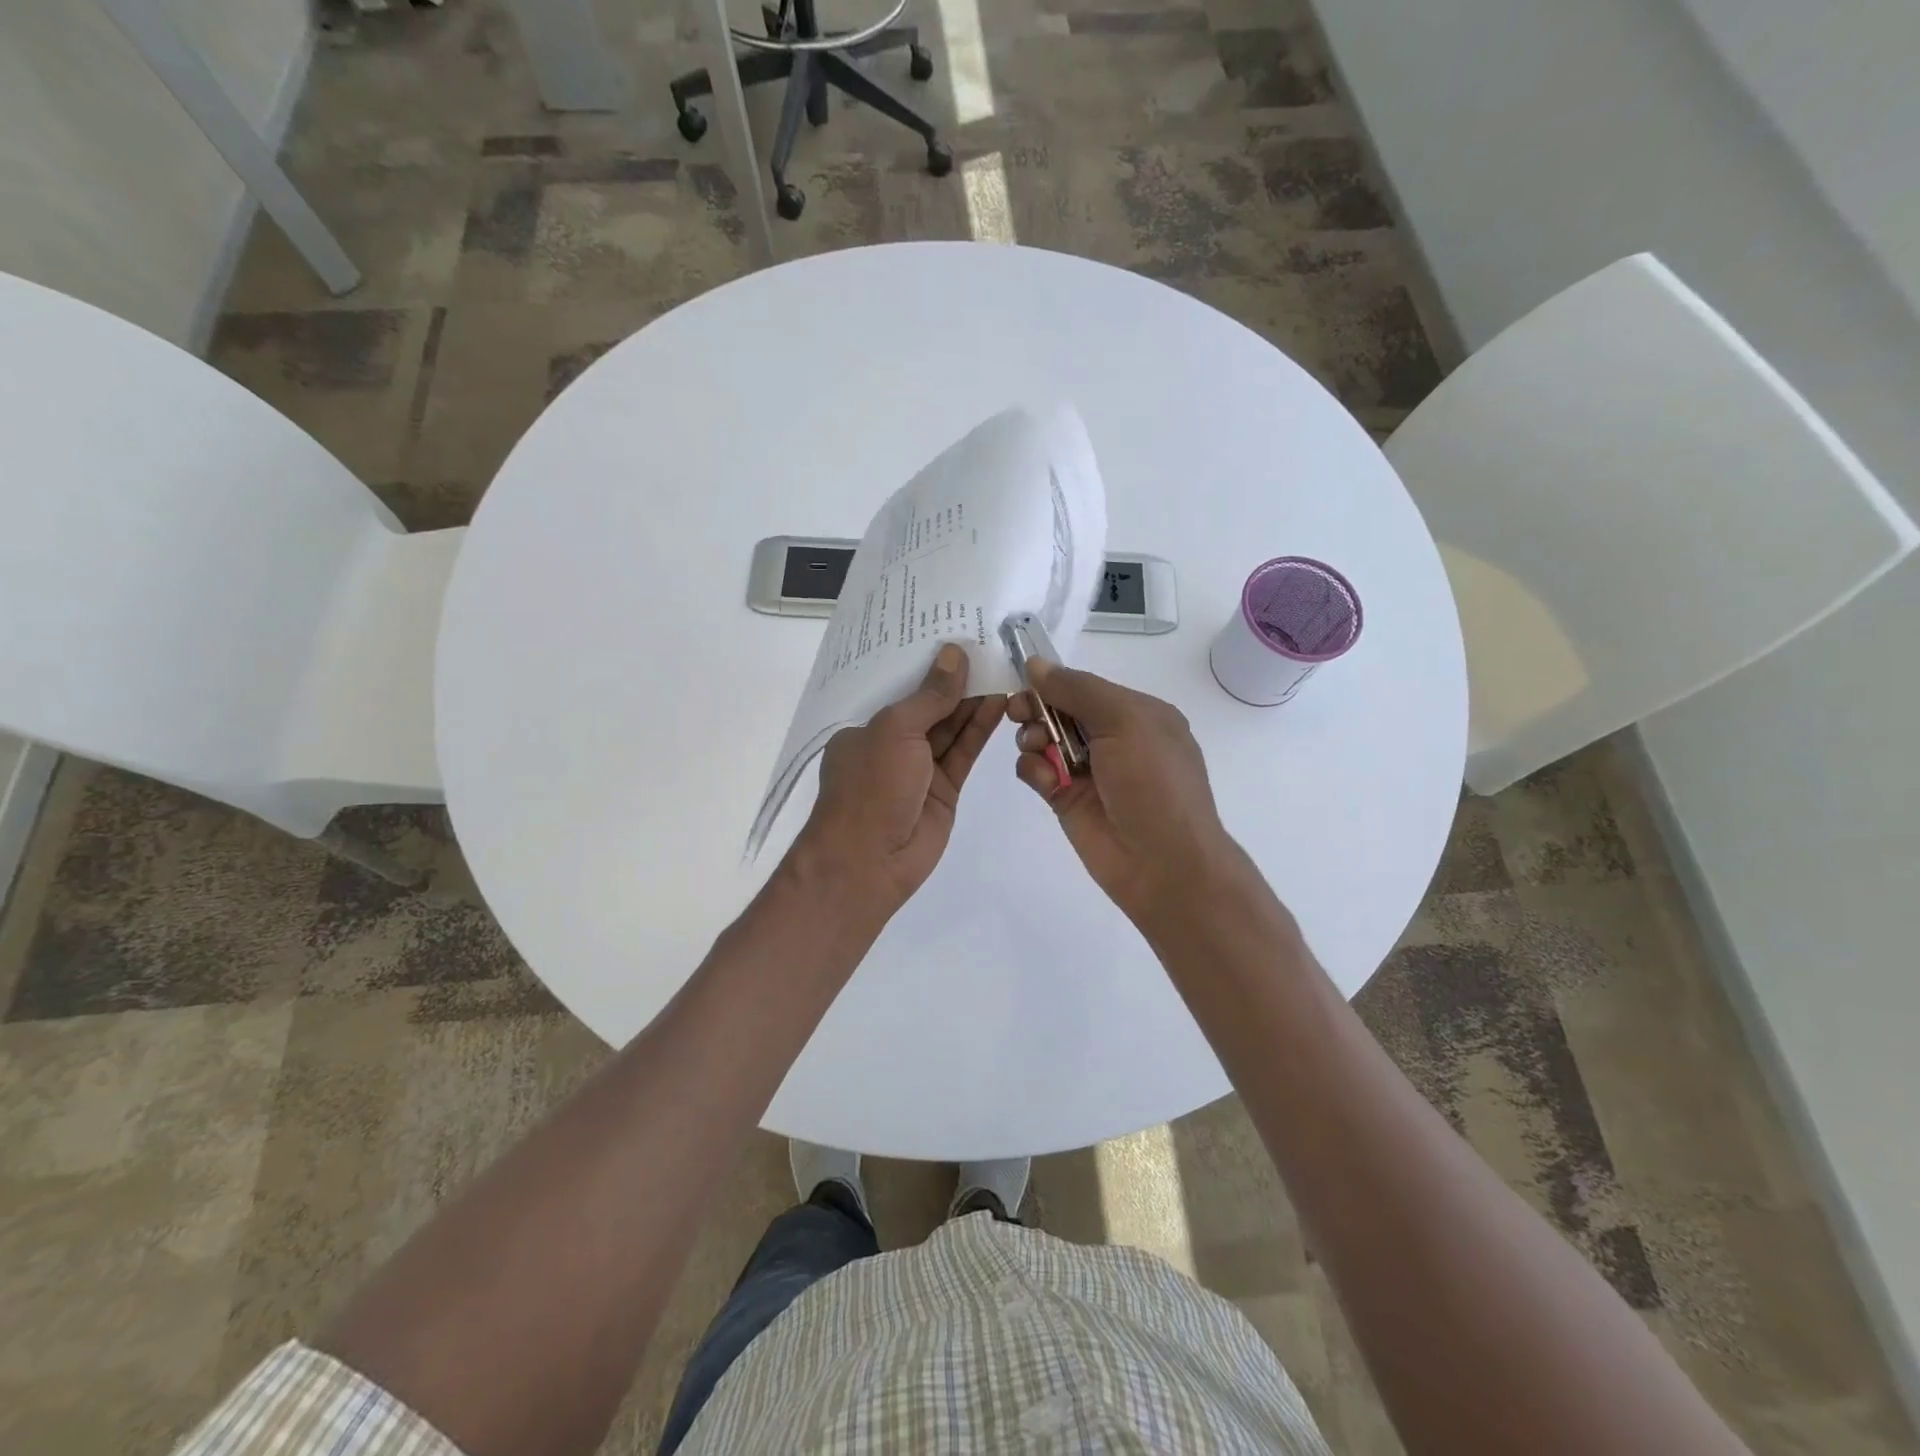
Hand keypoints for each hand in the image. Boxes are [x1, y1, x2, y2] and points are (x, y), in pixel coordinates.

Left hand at [792, 644, 1005, 919]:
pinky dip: (981, 728)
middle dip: (955, 678)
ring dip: (974, 700)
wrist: (869, 863)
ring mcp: (919, 766)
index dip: (924, 660)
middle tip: (989, 643)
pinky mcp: (945, 787)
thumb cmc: (870, 787)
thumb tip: (955, 654)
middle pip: (928, 703)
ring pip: (951, 726)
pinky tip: (1001, 701)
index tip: (952, 630)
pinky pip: (964, 751)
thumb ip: (930, 695)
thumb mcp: (895, 730)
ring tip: (1003, 666)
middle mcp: (891, 742)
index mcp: (865, 724)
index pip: (897, 684)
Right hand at [1009, 660, 1246, 931]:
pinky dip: (1032, 769)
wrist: (1163, 863)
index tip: (1023, 678)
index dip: (1053, 681)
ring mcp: (1087, 770)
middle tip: (1017, 712)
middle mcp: (1112, 739)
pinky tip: (1044, 780)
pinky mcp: (1066, 799)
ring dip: (1032, 737)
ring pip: (1043, 739)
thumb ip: (1078, 690)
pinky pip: (1036, 772)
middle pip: (1059, 710)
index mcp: (1137, 714)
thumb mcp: (1125, 721)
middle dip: (1036, 707)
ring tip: (1036, 748)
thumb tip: (1036, 664)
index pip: (1085, 686)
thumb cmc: (1153, 783)